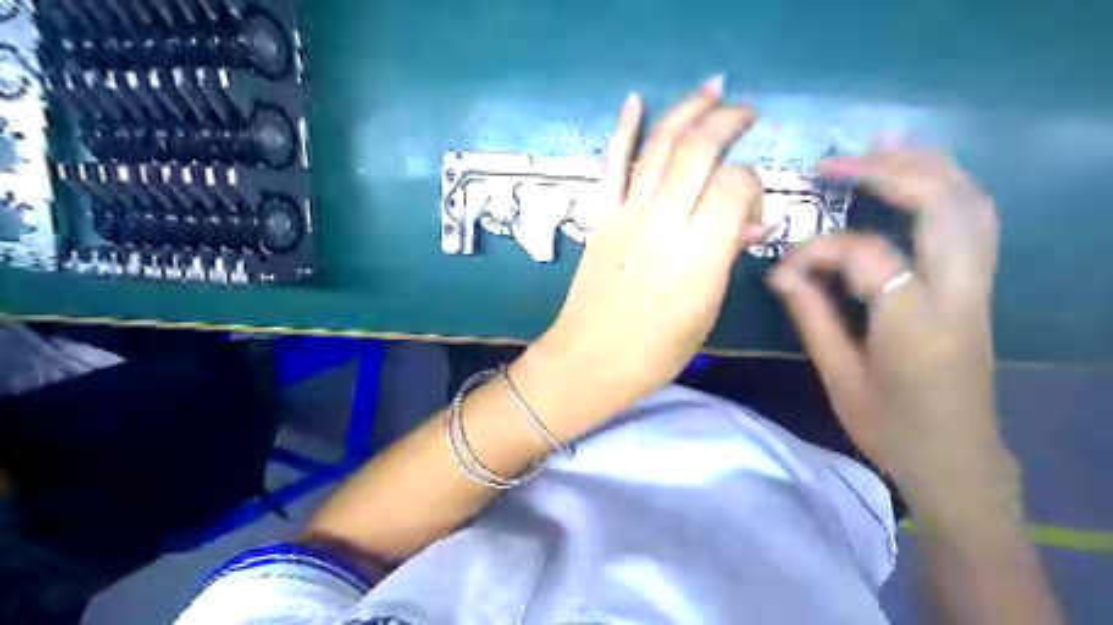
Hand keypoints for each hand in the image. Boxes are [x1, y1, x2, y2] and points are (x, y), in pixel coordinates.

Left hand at [526, 79, 771, 425]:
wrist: (591, 359)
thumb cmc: (656, 350)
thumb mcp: (707, 311)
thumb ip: (727, 257)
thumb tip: (750, 224)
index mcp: (698, 254)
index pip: (735, 185)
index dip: (754, 185)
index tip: (752, 211)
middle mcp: (663, 223)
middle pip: (698, 151)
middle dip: (727, 121)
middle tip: (745, 113)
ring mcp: (627, 216)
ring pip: (658, 146)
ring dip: (687, 110)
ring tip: (711, 90)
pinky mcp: (600, 217)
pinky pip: (611, 165)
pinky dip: (622, 130)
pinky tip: (635, 101)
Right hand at [770, 148, 1020, 517]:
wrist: (957, 460)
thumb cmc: (891, 427)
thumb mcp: (839, 377)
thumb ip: (811, 316)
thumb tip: (780, 273)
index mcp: (915, 324)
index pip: (867, 256)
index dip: (820, 250)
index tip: (786, 267)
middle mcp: (958, 295)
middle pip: (941, 205)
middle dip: (886, 173)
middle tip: (834, 164)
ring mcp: (979, 287)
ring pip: (970, 203)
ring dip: (925, 167)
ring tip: (879, 147)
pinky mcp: (980, 287)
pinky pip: (975, 221)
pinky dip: (948, 186)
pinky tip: (918, 173)